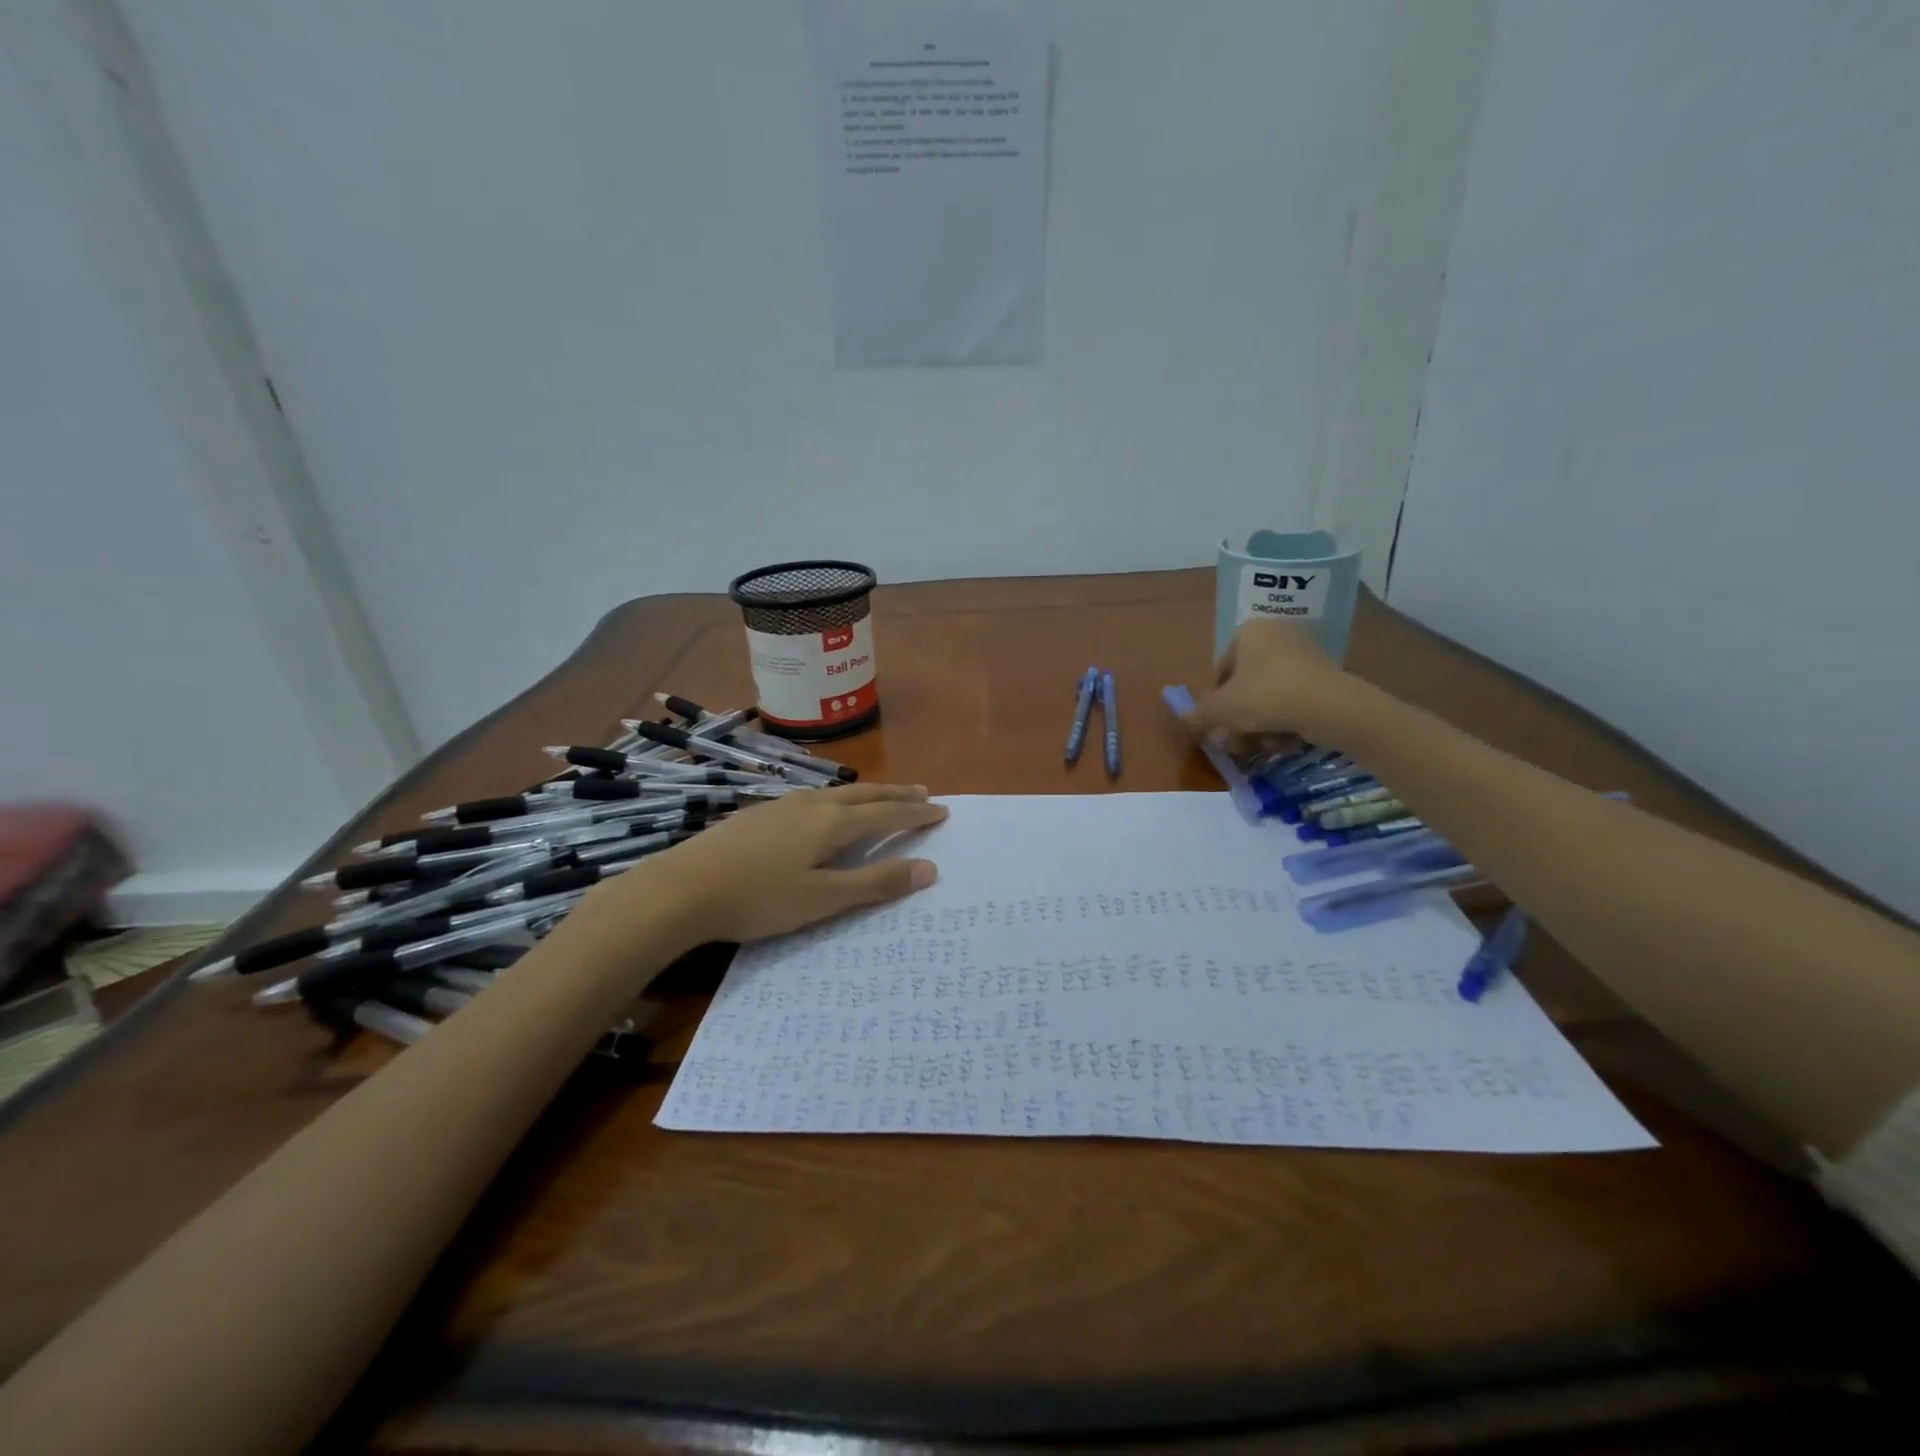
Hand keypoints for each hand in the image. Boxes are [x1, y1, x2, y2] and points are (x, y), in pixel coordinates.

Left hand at [616, 783, 947, 945]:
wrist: (683, 887)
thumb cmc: (759, 898)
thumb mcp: (823, 899)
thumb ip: (875, 884)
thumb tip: (928, 868)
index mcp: (833, 823)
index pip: (887, 813)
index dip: (917, 813)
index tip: (942, 810)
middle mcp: (812, 804)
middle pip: (865, 794)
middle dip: (897, 793)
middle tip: (923, 792)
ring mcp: (783, 805)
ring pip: (838, 793)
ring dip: (868, 794)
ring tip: (883, 796)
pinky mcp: (760, 813)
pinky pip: (815, 798)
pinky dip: (839, 800)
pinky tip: (827, 809)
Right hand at [1185, 619, 1372, 749]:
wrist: (1328, 706)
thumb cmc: (1264, 696)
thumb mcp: (1220, 709)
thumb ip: (1199, 714)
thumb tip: (1185, 719)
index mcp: (1247, 631)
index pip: (1220, 671)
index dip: (1215, 703)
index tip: (1219, 726)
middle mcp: (1276, 634)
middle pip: (1245, 685)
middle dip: (1240, 718)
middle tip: (1237, 742)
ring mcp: (1304, 652)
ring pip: (1269, 695)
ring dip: (1261, 723)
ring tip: (1263, 745)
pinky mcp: (1325, 673)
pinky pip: (1294, 698)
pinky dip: (1286, 719)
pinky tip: (1285, 740)